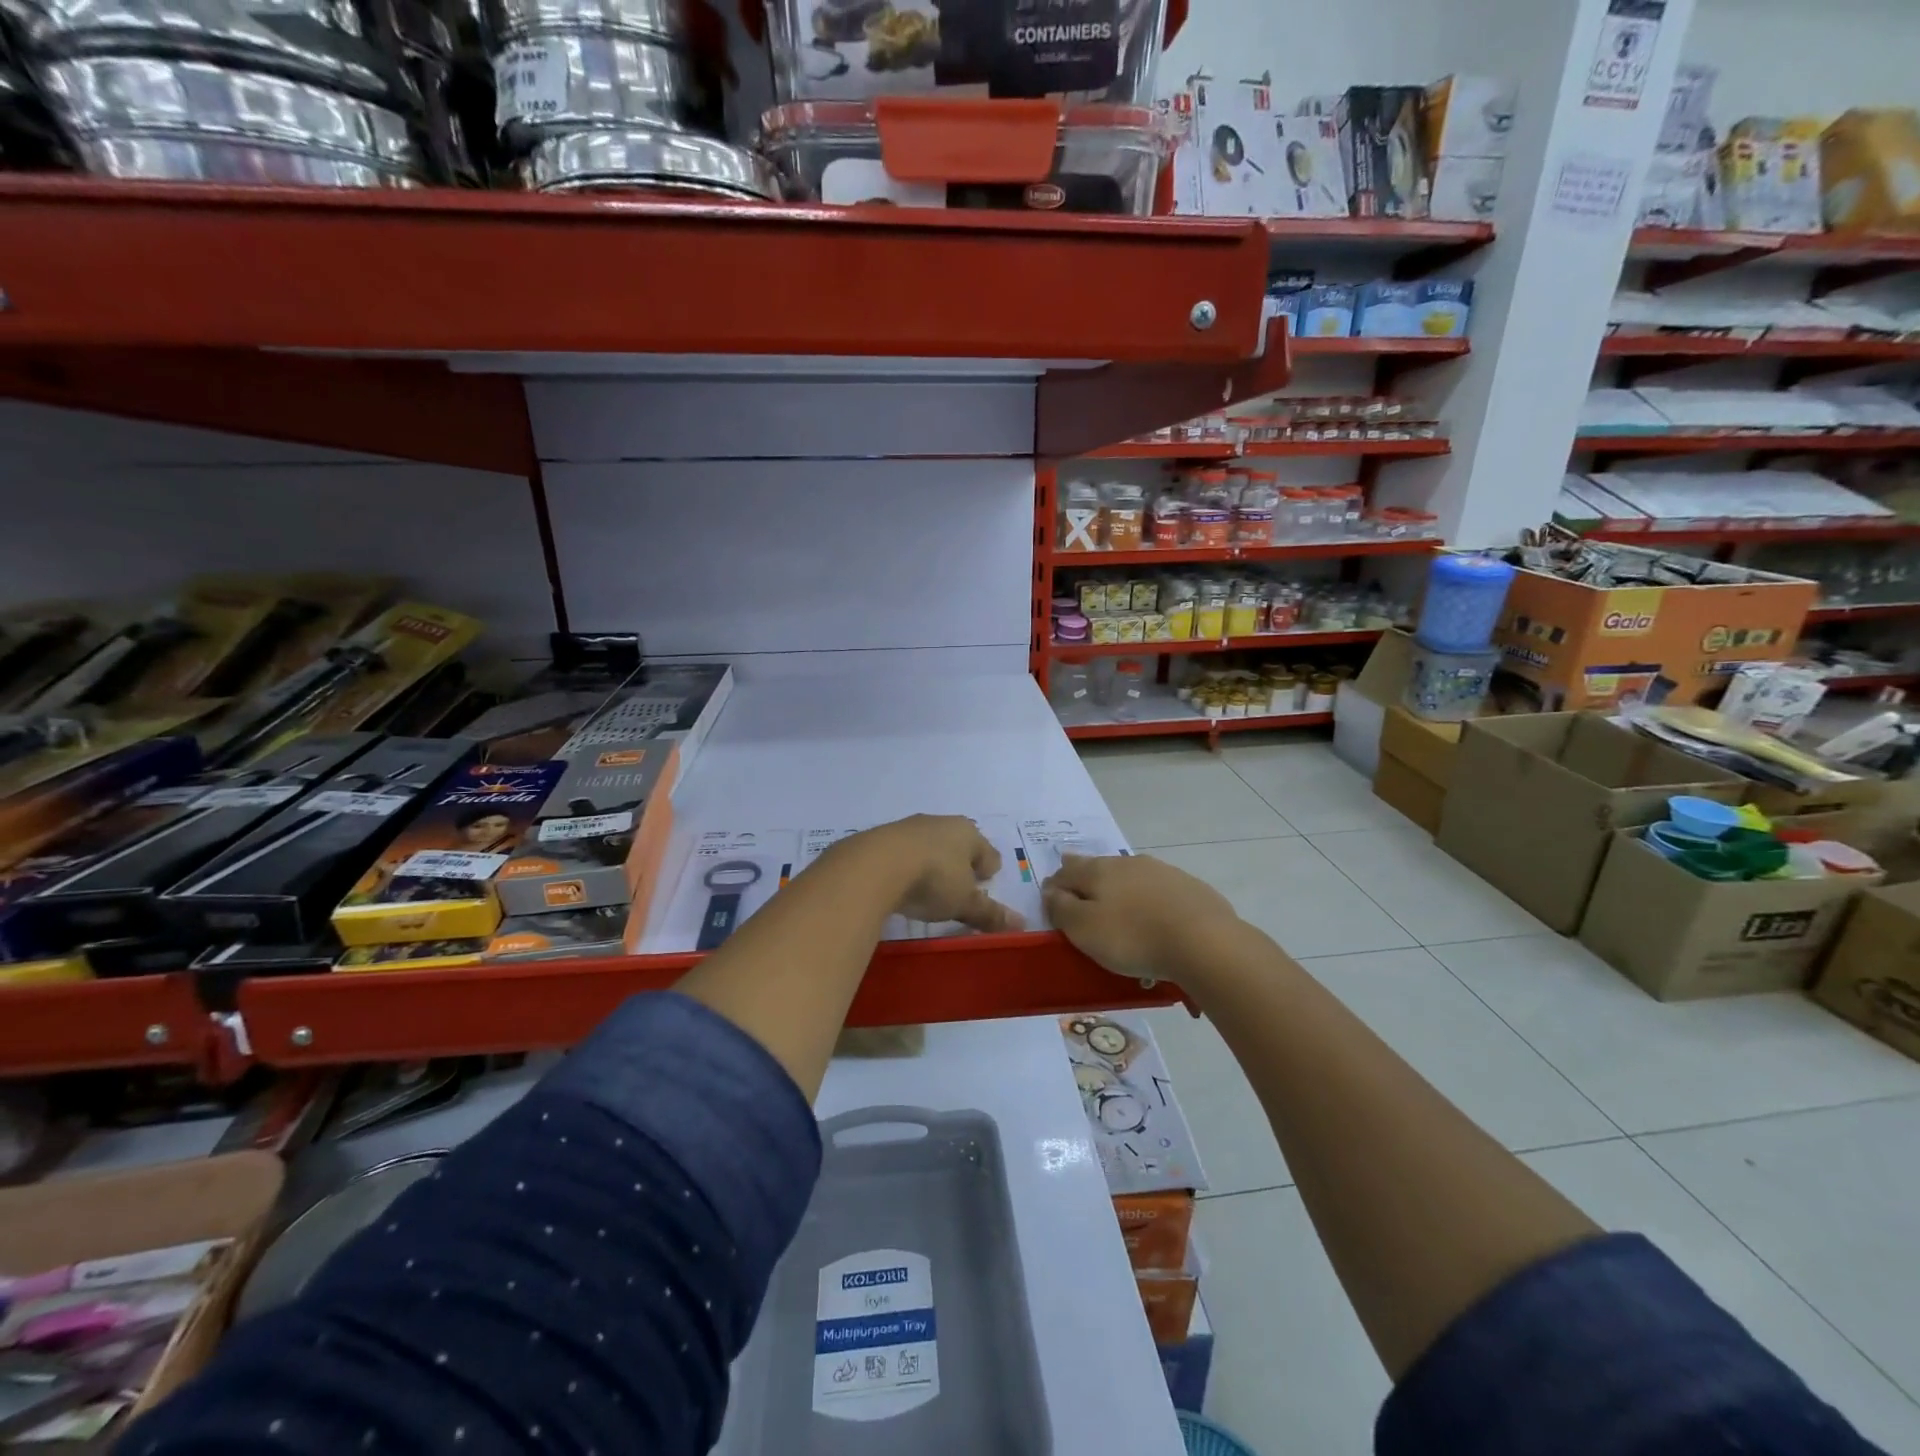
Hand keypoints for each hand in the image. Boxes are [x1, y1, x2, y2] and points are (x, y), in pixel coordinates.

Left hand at [846, 815, 1024, 932]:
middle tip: (958, 888)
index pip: (988, 852)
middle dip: (961, 863)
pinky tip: (900, 882)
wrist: (874, 865)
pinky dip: (906, 865)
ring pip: (929, 845)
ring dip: (932, 862)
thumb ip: (990, 913)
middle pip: (959, 844)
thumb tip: (1022, 924)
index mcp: (968, 833)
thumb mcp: (964, 903)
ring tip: (928, 886)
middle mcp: (941, 823)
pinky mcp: (882, 837)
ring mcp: (909, 827)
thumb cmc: (933, 880)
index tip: (984, 887)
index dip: (989, 871)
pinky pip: (903, 852)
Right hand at [1043, 853, 1240, 982]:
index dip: (1055, 885)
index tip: (1051, 900)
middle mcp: (1128, 862)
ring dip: (1121, 892)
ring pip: (1131, 878)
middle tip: (1083, 902)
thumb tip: (1050, 890)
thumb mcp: (1084, 929)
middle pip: (1099, 869)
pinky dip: (1150, 903)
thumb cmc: (1133, 938)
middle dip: (1087, 883)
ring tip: (1120, 915)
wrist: (1204, 942)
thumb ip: (1061, 908)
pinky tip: (1155, 922)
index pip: (1066, 871)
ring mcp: (1162, 871)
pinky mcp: (1189, 887)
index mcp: (1098, 870)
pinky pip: (1159, 892)